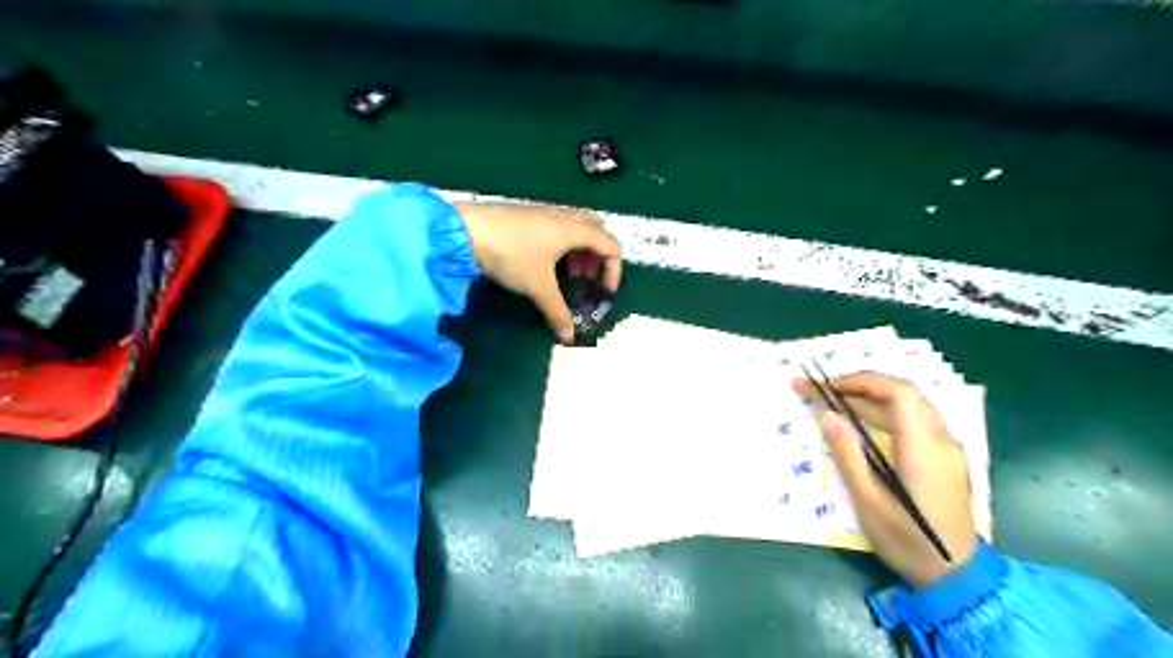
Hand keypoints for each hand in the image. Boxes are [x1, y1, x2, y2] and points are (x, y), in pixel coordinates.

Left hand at [454, 199, 622, 343]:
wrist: (467, 230)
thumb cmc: (512, 255)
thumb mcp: (538, 287)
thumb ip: (557, 312)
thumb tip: (570, 338)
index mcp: (575, 230)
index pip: (610, 246)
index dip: (614, 270)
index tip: (604, 291)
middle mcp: (565, 217)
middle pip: (596, 232)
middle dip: (598, 257)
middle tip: (588, 279)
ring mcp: (546, 214)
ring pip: (576, 229)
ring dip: (580, 251)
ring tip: (570, 274)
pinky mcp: (529, 216)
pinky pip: (559, 229)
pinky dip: (563, 246)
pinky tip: (546, 264)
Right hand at [791, 373, 975, 587]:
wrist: (957, 577)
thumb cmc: (907, 541)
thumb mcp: (868, 501)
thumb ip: (847, 454)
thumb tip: (827, 415)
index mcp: (924, 448)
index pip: (898, 393)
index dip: (861, 381)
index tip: (828, 387)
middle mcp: (942, 440)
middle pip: (903, 394)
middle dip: (860, 386)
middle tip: (823, 393)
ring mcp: (948, 449)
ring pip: (910, 406)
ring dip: (871, 398)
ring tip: (836, 404)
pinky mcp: (946, 458)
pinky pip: (915, 421)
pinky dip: (885, 413)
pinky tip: (863, 425)